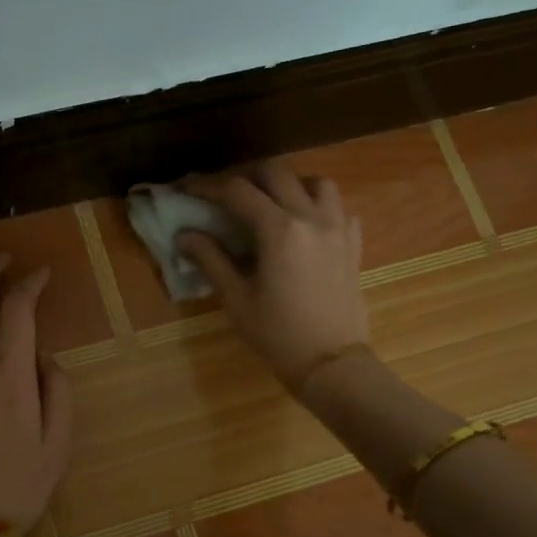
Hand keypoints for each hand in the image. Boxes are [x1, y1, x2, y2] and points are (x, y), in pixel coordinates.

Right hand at [179, 159, 368, 389]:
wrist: (331, 363)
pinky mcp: (353, 243)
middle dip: (245, 176)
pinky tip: (303, 224)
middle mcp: (311, 217)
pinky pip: (338, 208)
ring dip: (287, 184)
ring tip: (268, 202)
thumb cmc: (277, 334)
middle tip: (224, 193)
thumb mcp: (236, 298)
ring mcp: (338, 228)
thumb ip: (210, 259)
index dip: (207, 187)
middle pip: (276, 173)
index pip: (236, 191)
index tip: (186, 189)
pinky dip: (317, 205)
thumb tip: (184, 235)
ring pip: (315, 182)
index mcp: (279, 229)